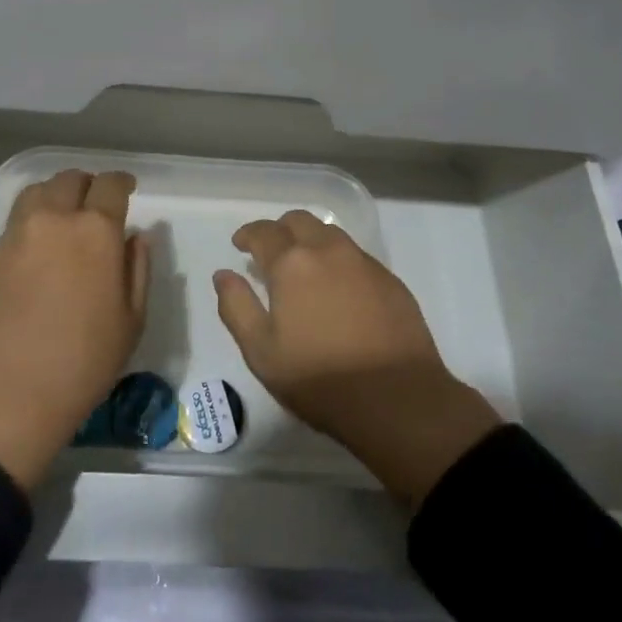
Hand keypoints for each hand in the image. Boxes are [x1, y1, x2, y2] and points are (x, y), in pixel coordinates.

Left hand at [0, 170, 148, 489]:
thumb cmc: (83, 362)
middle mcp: (53, 220)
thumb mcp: (131, 320)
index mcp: (95, 230)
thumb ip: (137, 268)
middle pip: (70, 180)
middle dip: (87, 186)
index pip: (110, 185)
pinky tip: (36, 255)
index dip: (121, 182)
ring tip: (62, 218)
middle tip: (94, 206)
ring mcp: (15, 235)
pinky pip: (14, 225)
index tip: (127, 190)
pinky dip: (31, 226)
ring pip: (36, 193)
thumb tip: (135, 237)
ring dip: (55, 197)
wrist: (6, 394)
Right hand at [214, 211, 501, 506]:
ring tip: (304, 268)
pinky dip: (338, 261)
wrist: (398, 400)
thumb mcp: (261, 352)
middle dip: (280, 230)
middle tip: (271, 253)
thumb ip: (236, 306)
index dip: (248, 235)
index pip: (263, 232)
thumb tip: (223, 275)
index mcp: (292, 263)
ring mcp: (363, 262)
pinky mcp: (390, 280)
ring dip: (310, 241)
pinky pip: (356, 256)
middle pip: (299, 221)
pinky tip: (338, 290)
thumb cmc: (320, 379)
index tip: (240, 244)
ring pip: (330, 234)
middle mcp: (328, 250)